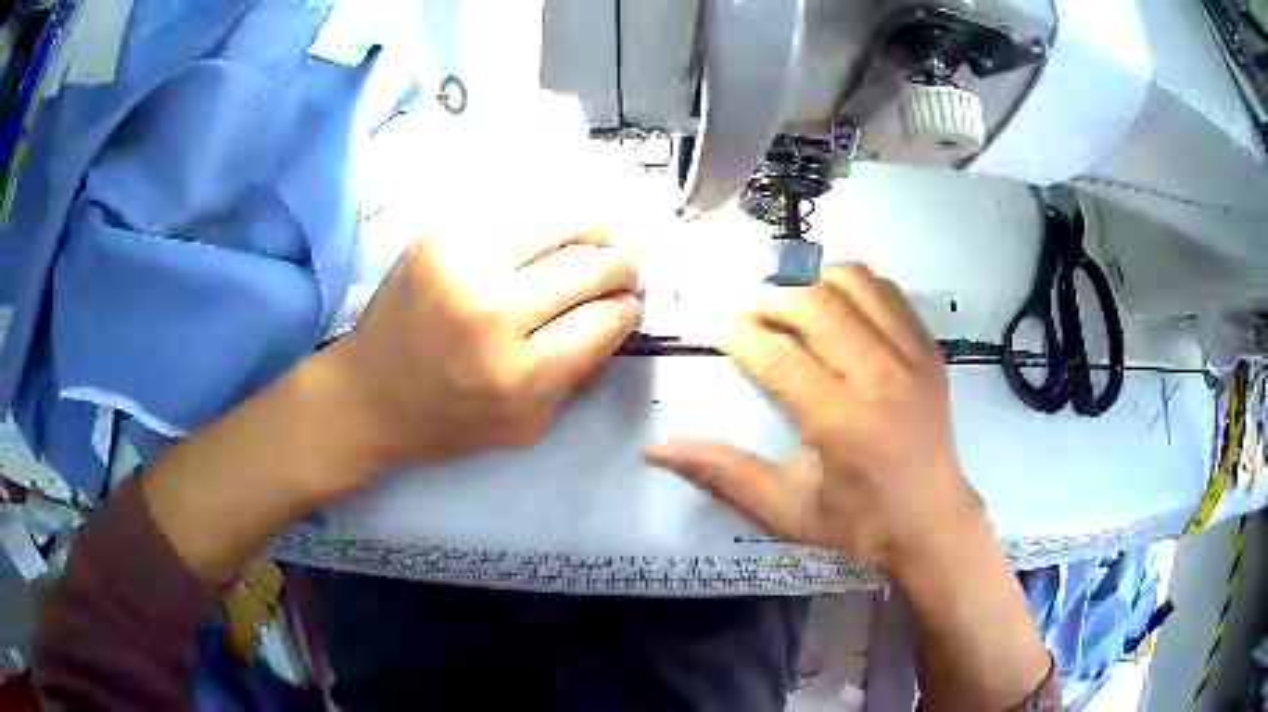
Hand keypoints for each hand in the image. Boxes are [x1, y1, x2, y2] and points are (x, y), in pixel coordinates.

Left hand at [329, 228, 641, 470]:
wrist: (368, 392)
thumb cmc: (447, 421)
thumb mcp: (525, 428)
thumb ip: (578, 379)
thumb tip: (616, 321)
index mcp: (518, 374)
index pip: (604, 320)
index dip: (628, 309)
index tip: (628, 305)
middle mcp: (492, 311)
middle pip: (589, 265)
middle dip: (622, 266)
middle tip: (622, 270)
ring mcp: (461, 263)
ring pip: (558, 217)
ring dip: (592, 227)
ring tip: (596, 238)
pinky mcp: (439, 234)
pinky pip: (514, 206)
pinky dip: (544, 215)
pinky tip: (547, 232)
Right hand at [646, 263, 980, 569]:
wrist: (933, 521)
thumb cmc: (859, 523)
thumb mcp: (786, 511)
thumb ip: (724, 475)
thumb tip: (658, 450)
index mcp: (842, 423)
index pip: (779, 356)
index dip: (739, 334)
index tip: (715, 325)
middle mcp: (879, 378)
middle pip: (815, 304)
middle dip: (770, 298)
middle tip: (747, 310)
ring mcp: (910, 357)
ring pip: (853, 283)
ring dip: (811, 280)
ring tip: (787, 299)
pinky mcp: (928, 349)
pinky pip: (887, 291)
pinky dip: (853, 282)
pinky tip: (833, 298)